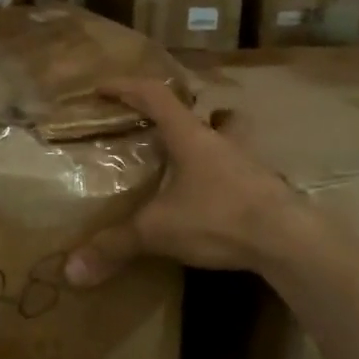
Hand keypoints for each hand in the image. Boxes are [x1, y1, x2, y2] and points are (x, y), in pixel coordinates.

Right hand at [64, 78, 308, 286]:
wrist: (287, 239)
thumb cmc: (219, 216)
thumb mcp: (159, 230)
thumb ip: (116, 245)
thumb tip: (71, 271)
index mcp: (191, 136)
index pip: (154, 96)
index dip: (126, 88)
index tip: (102, 87)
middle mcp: (222, 140)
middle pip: (206, 110)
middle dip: (184, 113)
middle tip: (163, 127)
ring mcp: (250, 162)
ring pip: (233, 136)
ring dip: (216, 139)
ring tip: (197, 159)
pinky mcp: (268, 187)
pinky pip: (244, 170)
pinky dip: (229, 176)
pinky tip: (220, 198)